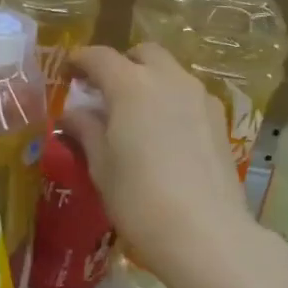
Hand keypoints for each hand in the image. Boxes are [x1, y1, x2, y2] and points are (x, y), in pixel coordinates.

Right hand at [66, 44, 260, 287]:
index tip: (67, 73)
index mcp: (132, 85)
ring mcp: (201, 98)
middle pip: (143, 54)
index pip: (99, 57)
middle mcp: (169, 80)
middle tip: (104, 91)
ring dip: (149, 82)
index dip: (79, 61)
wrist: (205, 233)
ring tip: (134, 115)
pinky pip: (189, 96)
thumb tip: (71, 115)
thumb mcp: (101, 167)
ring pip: (170, 73)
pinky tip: (163, 133)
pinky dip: (171, 101)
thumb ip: (86, 132)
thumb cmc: (139, 199)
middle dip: (121, 64)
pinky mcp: (220, 121)